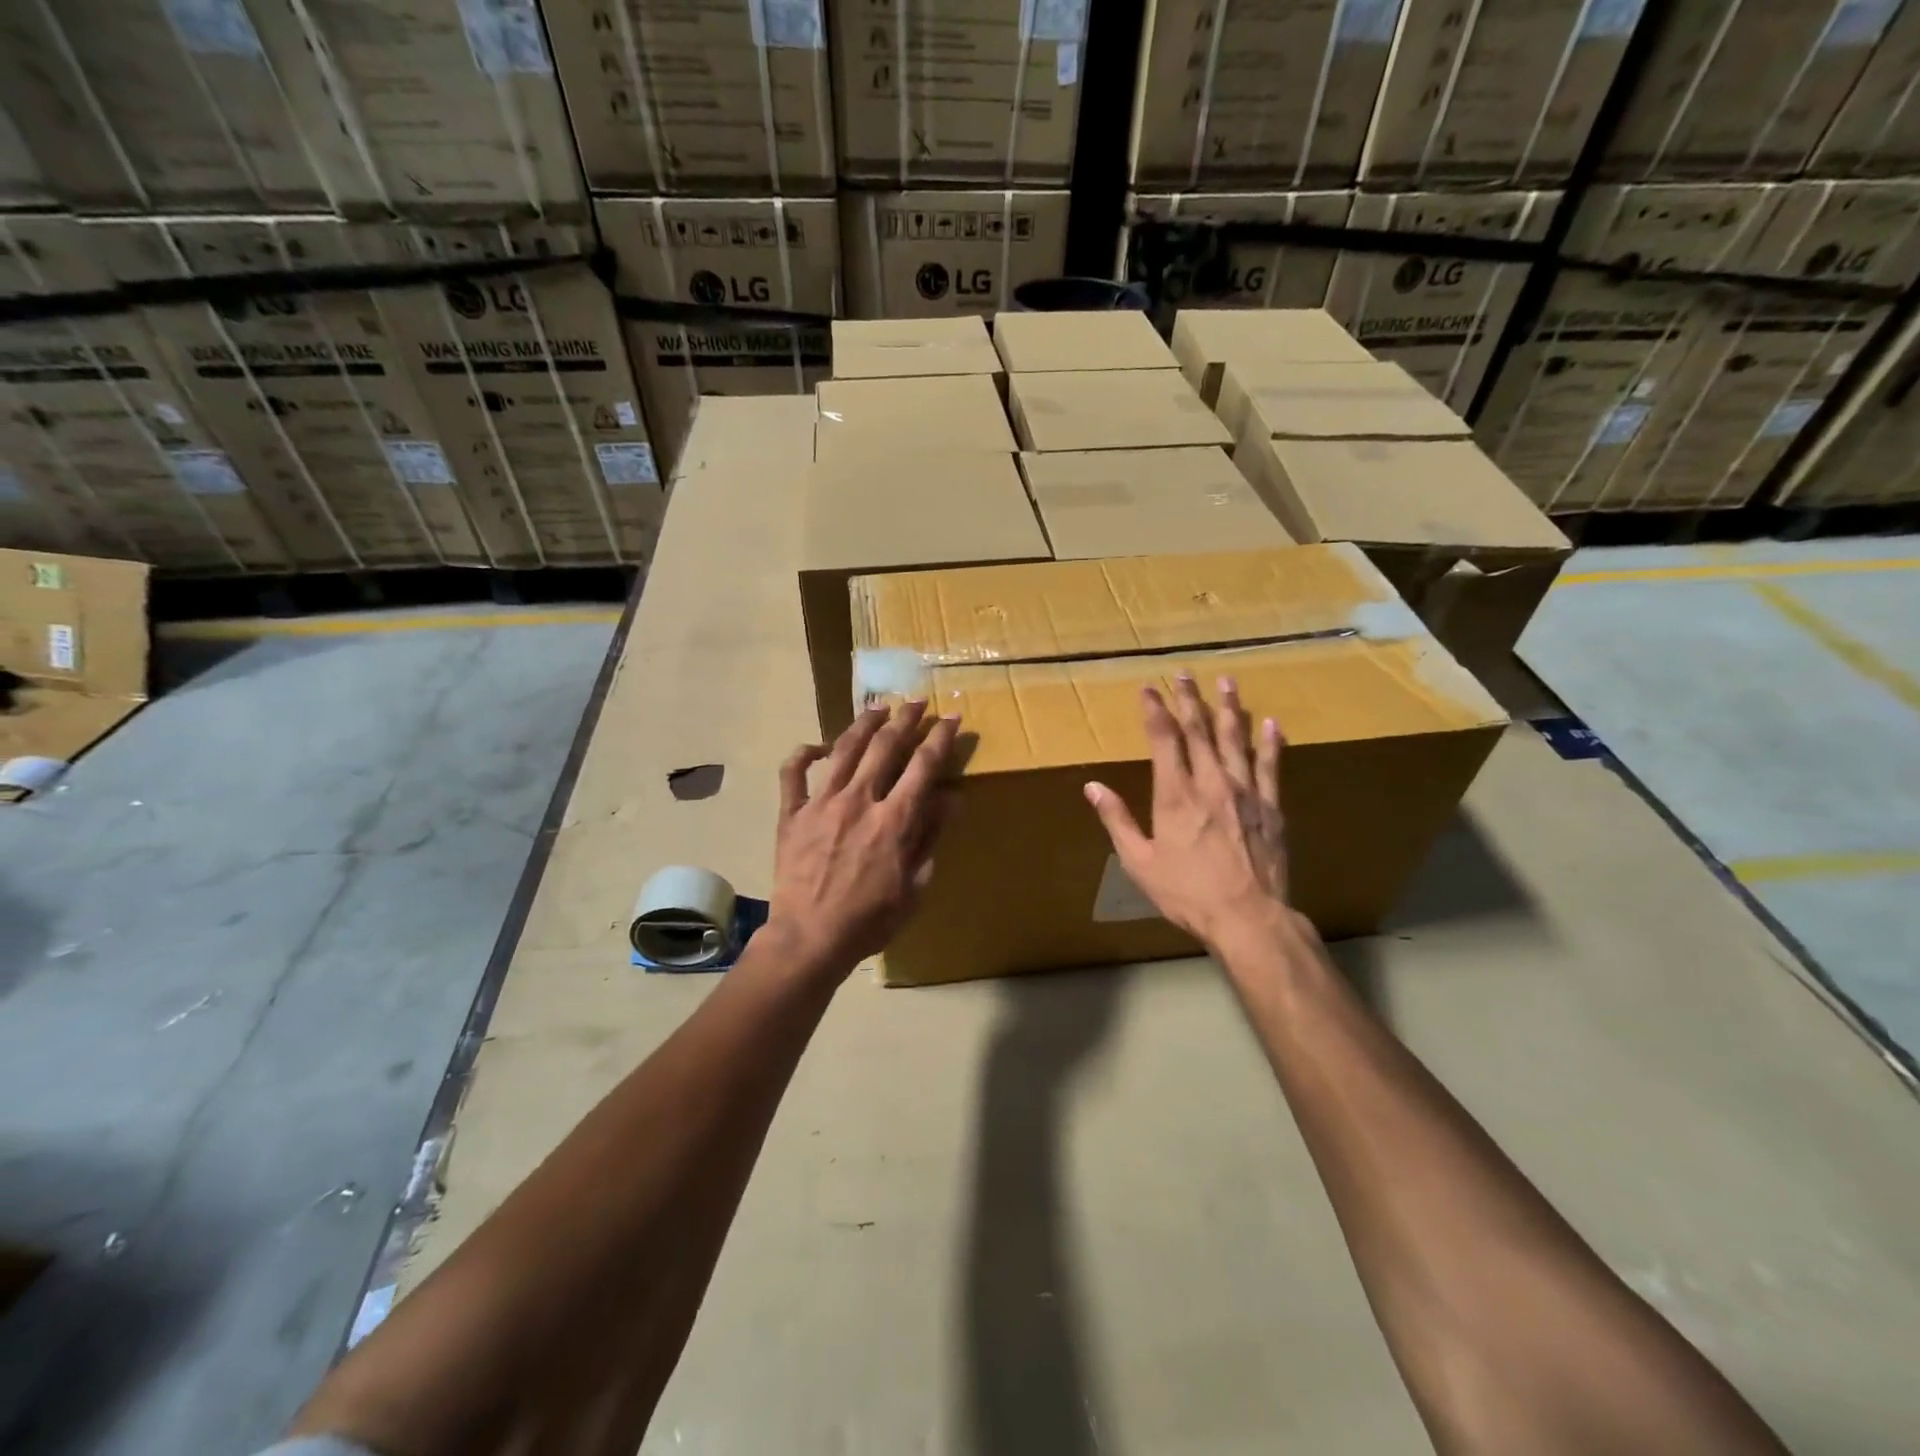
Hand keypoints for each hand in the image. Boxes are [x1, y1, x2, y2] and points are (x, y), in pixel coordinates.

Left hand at [768, 701, 960, 979]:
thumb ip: (931, 837)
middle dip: (905, 719)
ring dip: (863, 723)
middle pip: (885, 747)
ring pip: (844, 749)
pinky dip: (804, 754)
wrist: (810, 938)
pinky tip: (817, 746)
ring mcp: (821, 803)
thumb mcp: (914, 886)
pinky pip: (793, 773)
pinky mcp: (791, 814)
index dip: (940, 738)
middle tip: (916, 702)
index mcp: (893, 820)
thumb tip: (952, 798)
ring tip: (878, 707)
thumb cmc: (870, 919)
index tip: (951, 717)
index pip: (923, 766)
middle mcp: (859, 800)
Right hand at [1083, 674, 1295, 951]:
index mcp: (1176, 795)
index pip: (1164, 739)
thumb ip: (1117, 820)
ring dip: (1230, 708)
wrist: (1248, 917)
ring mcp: (1246, 792)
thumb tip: (1092, 787)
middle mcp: (1211, 782)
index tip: (1148, 689)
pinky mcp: (1271, 806)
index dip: (1155, 710)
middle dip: (1189, 699)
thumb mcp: (1139, 862)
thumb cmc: (1187, 892)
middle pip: (1200, 730)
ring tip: (1227, 681)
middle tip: (1184, 673)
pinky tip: (1270, 723)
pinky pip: (1271, 765)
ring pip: (1236, 739)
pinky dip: (1270, 742)